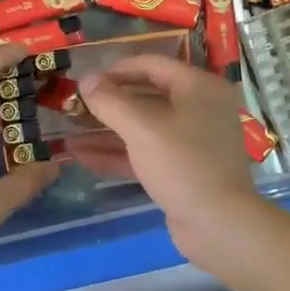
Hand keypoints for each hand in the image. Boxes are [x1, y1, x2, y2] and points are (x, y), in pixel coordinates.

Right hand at [72, 56, 263, 261]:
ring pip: (143, 128)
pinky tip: (83, 158)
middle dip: (107, 104)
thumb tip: (85, 79)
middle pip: (146, 96)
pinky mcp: (183, 169)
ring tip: (69, 134)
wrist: (219, 225)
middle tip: (73, 108)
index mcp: (198, 87)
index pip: (151, 65)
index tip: (84, 80)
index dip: (115, 70)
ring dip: (107, 132)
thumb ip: (110, 101)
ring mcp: (192, 141)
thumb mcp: (141, 128)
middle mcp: (199, 108)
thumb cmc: (182, 164)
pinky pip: (146, 153)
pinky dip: (118, 154)